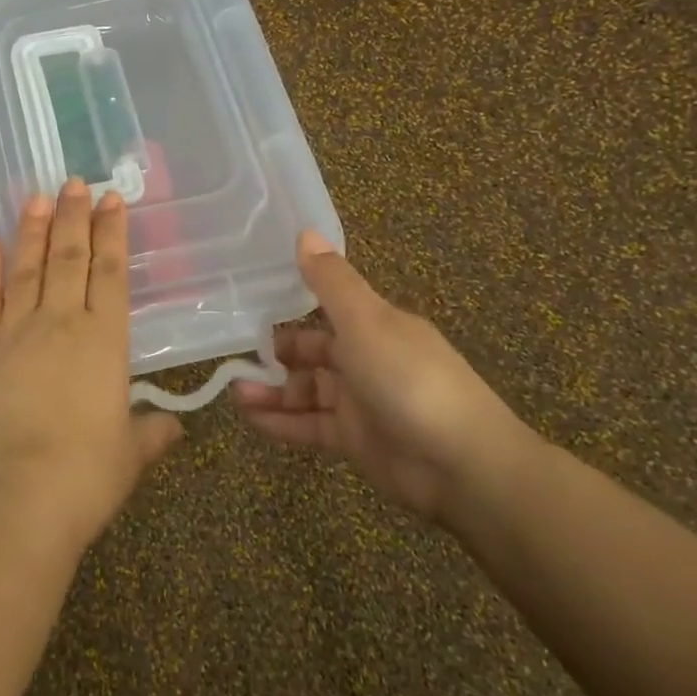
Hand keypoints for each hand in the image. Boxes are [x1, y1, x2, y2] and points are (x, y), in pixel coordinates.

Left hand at [0, 180, 184, 552]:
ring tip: (35, 196)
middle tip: (73, 181)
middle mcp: (59, 323)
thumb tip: (173, 427)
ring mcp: (13, 333)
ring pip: (25, 268)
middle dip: (72, 216)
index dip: (112, 233)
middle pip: (67, 257)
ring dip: (31, 229)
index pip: (110, 272)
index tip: (110, 199)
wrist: (16, 498)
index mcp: (103, 340)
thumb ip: (151, 433)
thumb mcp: (130, 455)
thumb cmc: (85, 477)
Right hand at [235, 232, 530, 521]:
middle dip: (274, 357)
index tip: (249, 315)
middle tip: (235, 360)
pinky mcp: (356, 442)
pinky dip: (281, 422)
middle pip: (311, 354)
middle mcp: (367, 360)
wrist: (461, 464)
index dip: (288, 314)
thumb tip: (304, 231)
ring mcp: (361, 403)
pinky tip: (251, 419)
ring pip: (306, 392)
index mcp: (375, 326)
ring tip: (235, 393)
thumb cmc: (408, 378)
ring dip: (272, 391)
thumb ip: (330, 281)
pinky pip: (310, 426)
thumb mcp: (365, 321)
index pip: (324, 313)